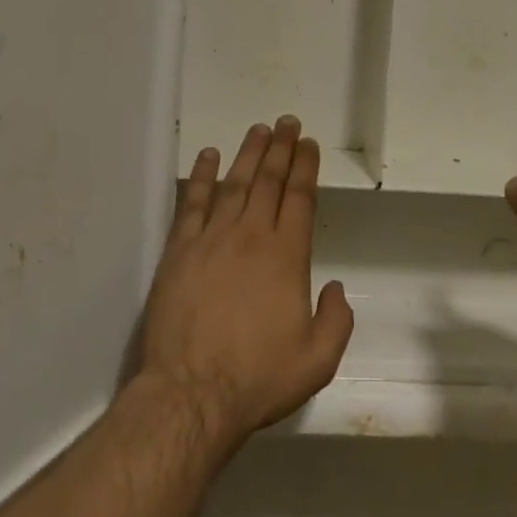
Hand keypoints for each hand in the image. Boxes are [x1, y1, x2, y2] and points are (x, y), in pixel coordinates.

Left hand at [139, 118, 354, 449]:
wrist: (191, 393)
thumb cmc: (257, 378)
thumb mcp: (318, 360)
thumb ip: (336, 320)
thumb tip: (337, 288)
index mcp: (286, 256)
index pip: (300, 198)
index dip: (305, 167)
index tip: (308, 144)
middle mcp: (251, 236)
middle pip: (268, 181)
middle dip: (281, 148)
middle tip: (287, 123)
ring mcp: (211, 239)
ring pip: (234, 183)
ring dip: (248, 154)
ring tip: (258, 130)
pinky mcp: (179, 250)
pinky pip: (192, 202)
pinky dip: (200, 176)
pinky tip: (207, 156)